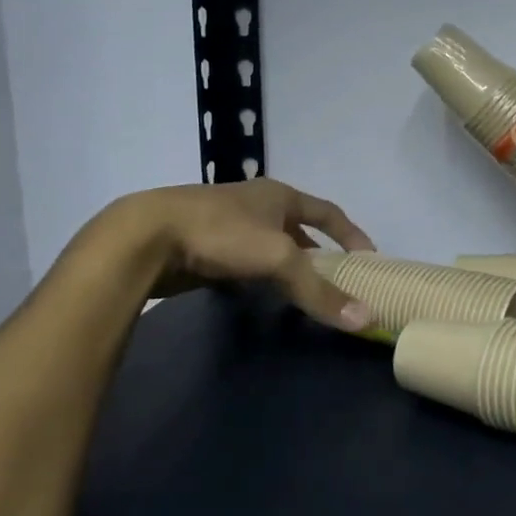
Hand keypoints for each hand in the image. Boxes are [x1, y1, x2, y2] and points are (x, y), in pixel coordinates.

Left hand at [102, 179, 376, 329]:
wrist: (146, 237)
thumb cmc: (222, 234)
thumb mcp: (279, 259)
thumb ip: (319, 290)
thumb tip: (366, 319)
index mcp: (279, 195)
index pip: (328, 212)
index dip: (351, 233)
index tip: (369, 257)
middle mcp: (256, 204)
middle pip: (299, 227)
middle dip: (319, 252)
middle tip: (337, 278)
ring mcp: (227, 223)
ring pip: (269, 245)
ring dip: (288, 265)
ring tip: (303, 290)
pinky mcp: (204, 246)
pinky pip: (243, 261)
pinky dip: (258, 276)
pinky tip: (259, 294)